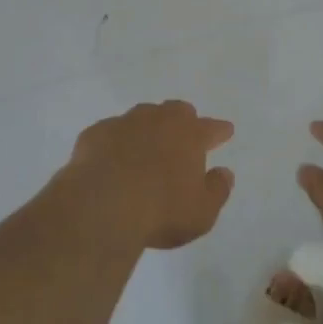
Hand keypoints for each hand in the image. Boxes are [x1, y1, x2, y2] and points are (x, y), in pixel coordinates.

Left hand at [59, 100, 235, 250]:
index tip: (225, 131)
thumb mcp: (202, 212)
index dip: (219, 130)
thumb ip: (217, 190)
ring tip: (147, 145)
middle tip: (184, 135)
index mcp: (189, 135)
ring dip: (148, 127)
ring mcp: (125, 122)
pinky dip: (117, 142)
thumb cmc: (161, 210)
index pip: (210, 128)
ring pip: (143, 115)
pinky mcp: (97, 133)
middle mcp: (159, 120)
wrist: (103, 203)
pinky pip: (111, 132)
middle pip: (176, 111)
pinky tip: (113, 157)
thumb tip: (225, 173)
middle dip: (183, 120)